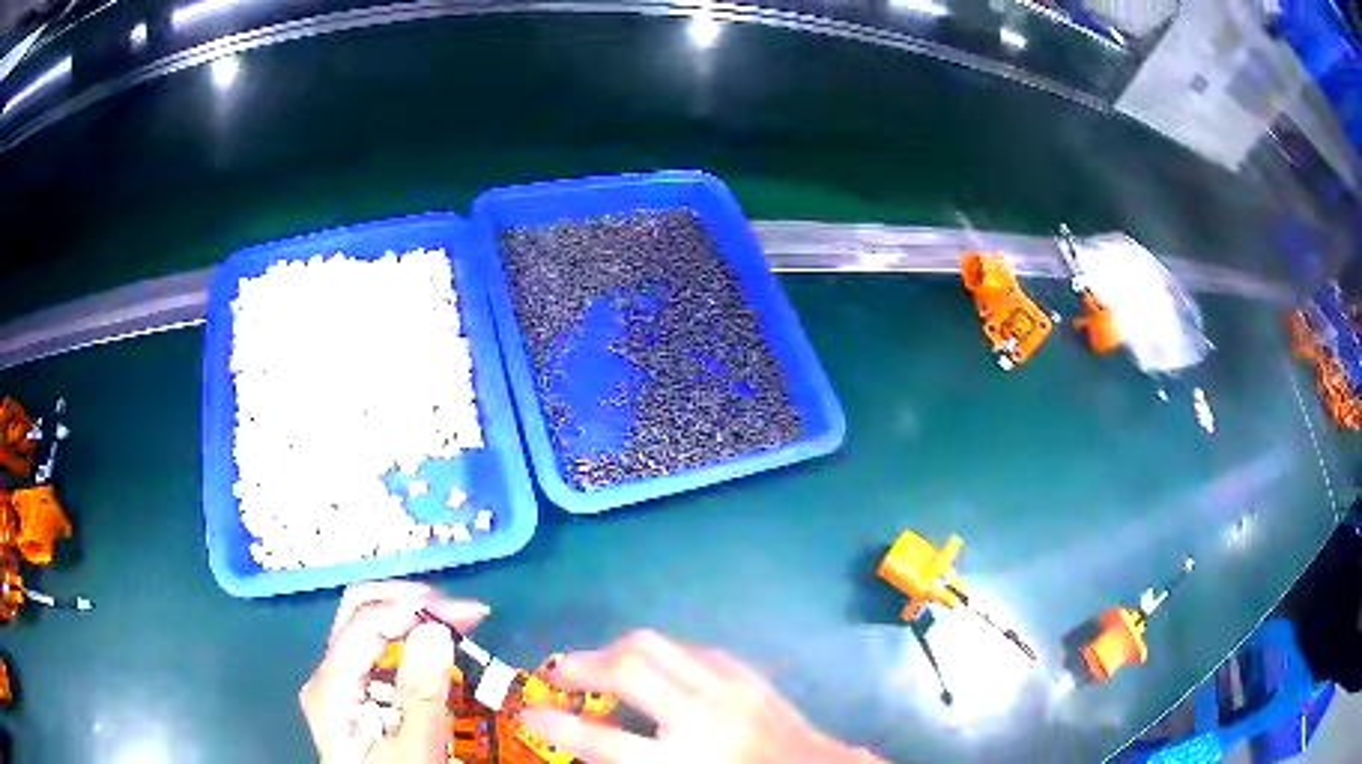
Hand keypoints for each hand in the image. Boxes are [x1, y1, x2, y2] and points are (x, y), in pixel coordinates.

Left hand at [300, 580, 488, 763]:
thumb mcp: (415, 750)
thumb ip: (422, 694)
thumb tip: (435, 629)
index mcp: (332, 687)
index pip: (366, 623)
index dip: (416, 608)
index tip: (471, 615)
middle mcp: (327, 675)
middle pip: (358, 612)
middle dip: (410, 602)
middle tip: (461, 613)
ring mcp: (338, 683)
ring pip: (367, 628)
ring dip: (410, 619)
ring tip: (456, 626)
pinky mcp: (352, 695)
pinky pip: (375, 654)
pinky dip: (407, 644)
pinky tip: (434, 653)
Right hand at [519, 630, 880, 763]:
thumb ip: (631, 763)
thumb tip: (587, 744)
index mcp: (682, 762)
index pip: (601, 740)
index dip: (553, 725)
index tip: (527, 714)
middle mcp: (701, 717)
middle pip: (627, 670)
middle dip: (580, 666)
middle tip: (558, 675)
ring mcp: (728, 687)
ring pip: (656, 645)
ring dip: (615, 650)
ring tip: (598, 664)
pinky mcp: (746, 673)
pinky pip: (690, 649)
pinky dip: (661, 654)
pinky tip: (654, 668)